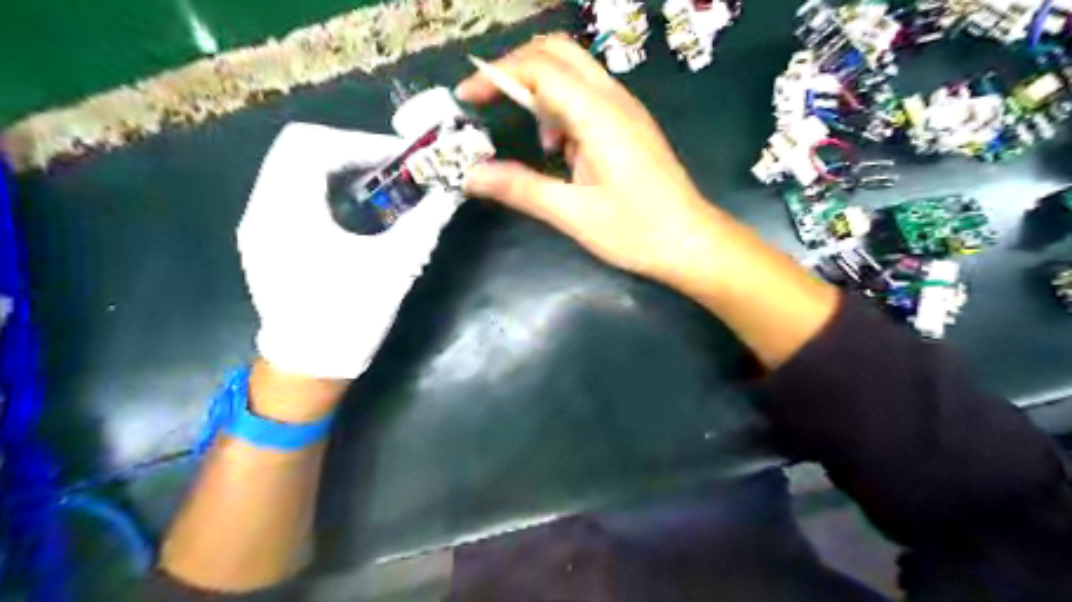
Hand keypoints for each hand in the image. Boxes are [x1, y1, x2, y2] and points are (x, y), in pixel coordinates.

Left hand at [237, 123, 460, 380]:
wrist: (310, 364)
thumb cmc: (351, 316)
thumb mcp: (396, 266)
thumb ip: (426, 222)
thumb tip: (453, 192)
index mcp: (288, 212)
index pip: (313, 144)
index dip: (362, 142)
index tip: (402, 158)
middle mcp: (262, 208)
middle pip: (298, 147)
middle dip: (350, 150)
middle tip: (390, 166)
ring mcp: (258, 222)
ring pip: (292, 167)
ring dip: (337, 166)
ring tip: (378, 183)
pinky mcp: (265, 237)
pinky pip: (291, 191)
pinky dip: (325, 186)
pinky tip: (355, 207)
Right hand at [451, 36, 836, 370]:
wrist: (692, 243)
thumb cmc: (636, 232)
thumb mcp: (573, 215)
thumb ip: (521, 189)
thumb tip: (471, 176)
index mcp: (599, 116)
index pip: (539, 68)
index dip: (495, 76)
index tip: (465, 99)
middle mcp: (614, 100)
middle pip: (558, 53)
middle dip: (516, 69)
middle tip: (490, 102)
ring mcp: (626, 110)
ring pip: (574, 72)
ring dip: (541, 91)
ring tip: (537, 145)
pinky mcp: (630, 125)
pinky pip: (588, 97)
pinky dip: (561, 110)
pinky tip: (562, 152)